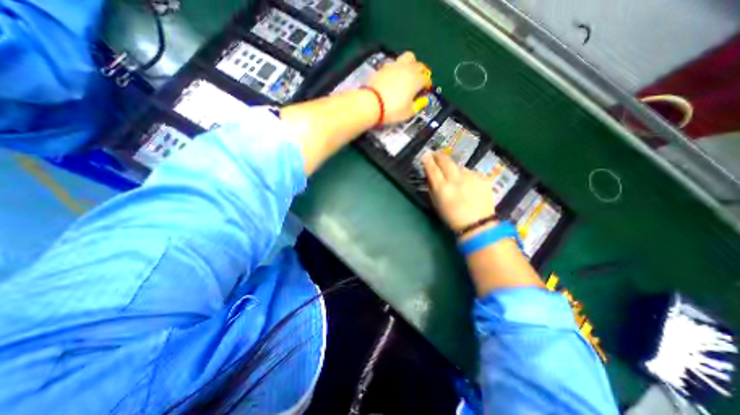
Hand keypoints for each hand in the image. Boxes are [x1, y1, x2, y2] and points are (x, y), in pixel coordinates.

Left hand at [365, 50, 431, 124]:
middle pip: (419, 65)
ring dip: (410, 64)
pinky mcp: (383, 67)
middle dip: (421, 72)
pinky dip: (396, 68)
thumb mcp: (408, 113)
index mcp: (416, 80)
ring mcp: (395, 66)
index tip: (424, 92)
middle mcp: (408, 69)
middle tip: (417, 82)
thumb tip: (423, 101)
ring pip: (408, 57)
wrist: (371, 103)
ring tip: (406, 74)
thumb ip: (417, 105)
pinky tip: (393, 77)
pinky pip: (394, 63)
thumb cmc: (393, 110)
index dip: (426, 86)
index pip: (426, 79)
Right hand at [422, 153, 495, 233]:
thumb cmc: (452, 218)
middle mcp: (456, 180)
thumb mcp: (437, 204)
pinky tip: (467, 183)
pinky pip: (470, 172)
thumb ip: (432, 188)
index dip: (427, 161)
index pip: (432, 169)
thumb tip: (430, 175)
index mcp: (443, 189)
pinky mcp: (482, 178)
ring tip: (453, 175)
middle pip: (446, 161)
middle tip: (435, 154)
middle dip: (439, 156)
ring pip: (459, 166)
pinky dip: (466, 175)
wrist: (478, 224)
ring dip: (453, 168)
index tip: (425, 156)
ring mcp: (471, 178)